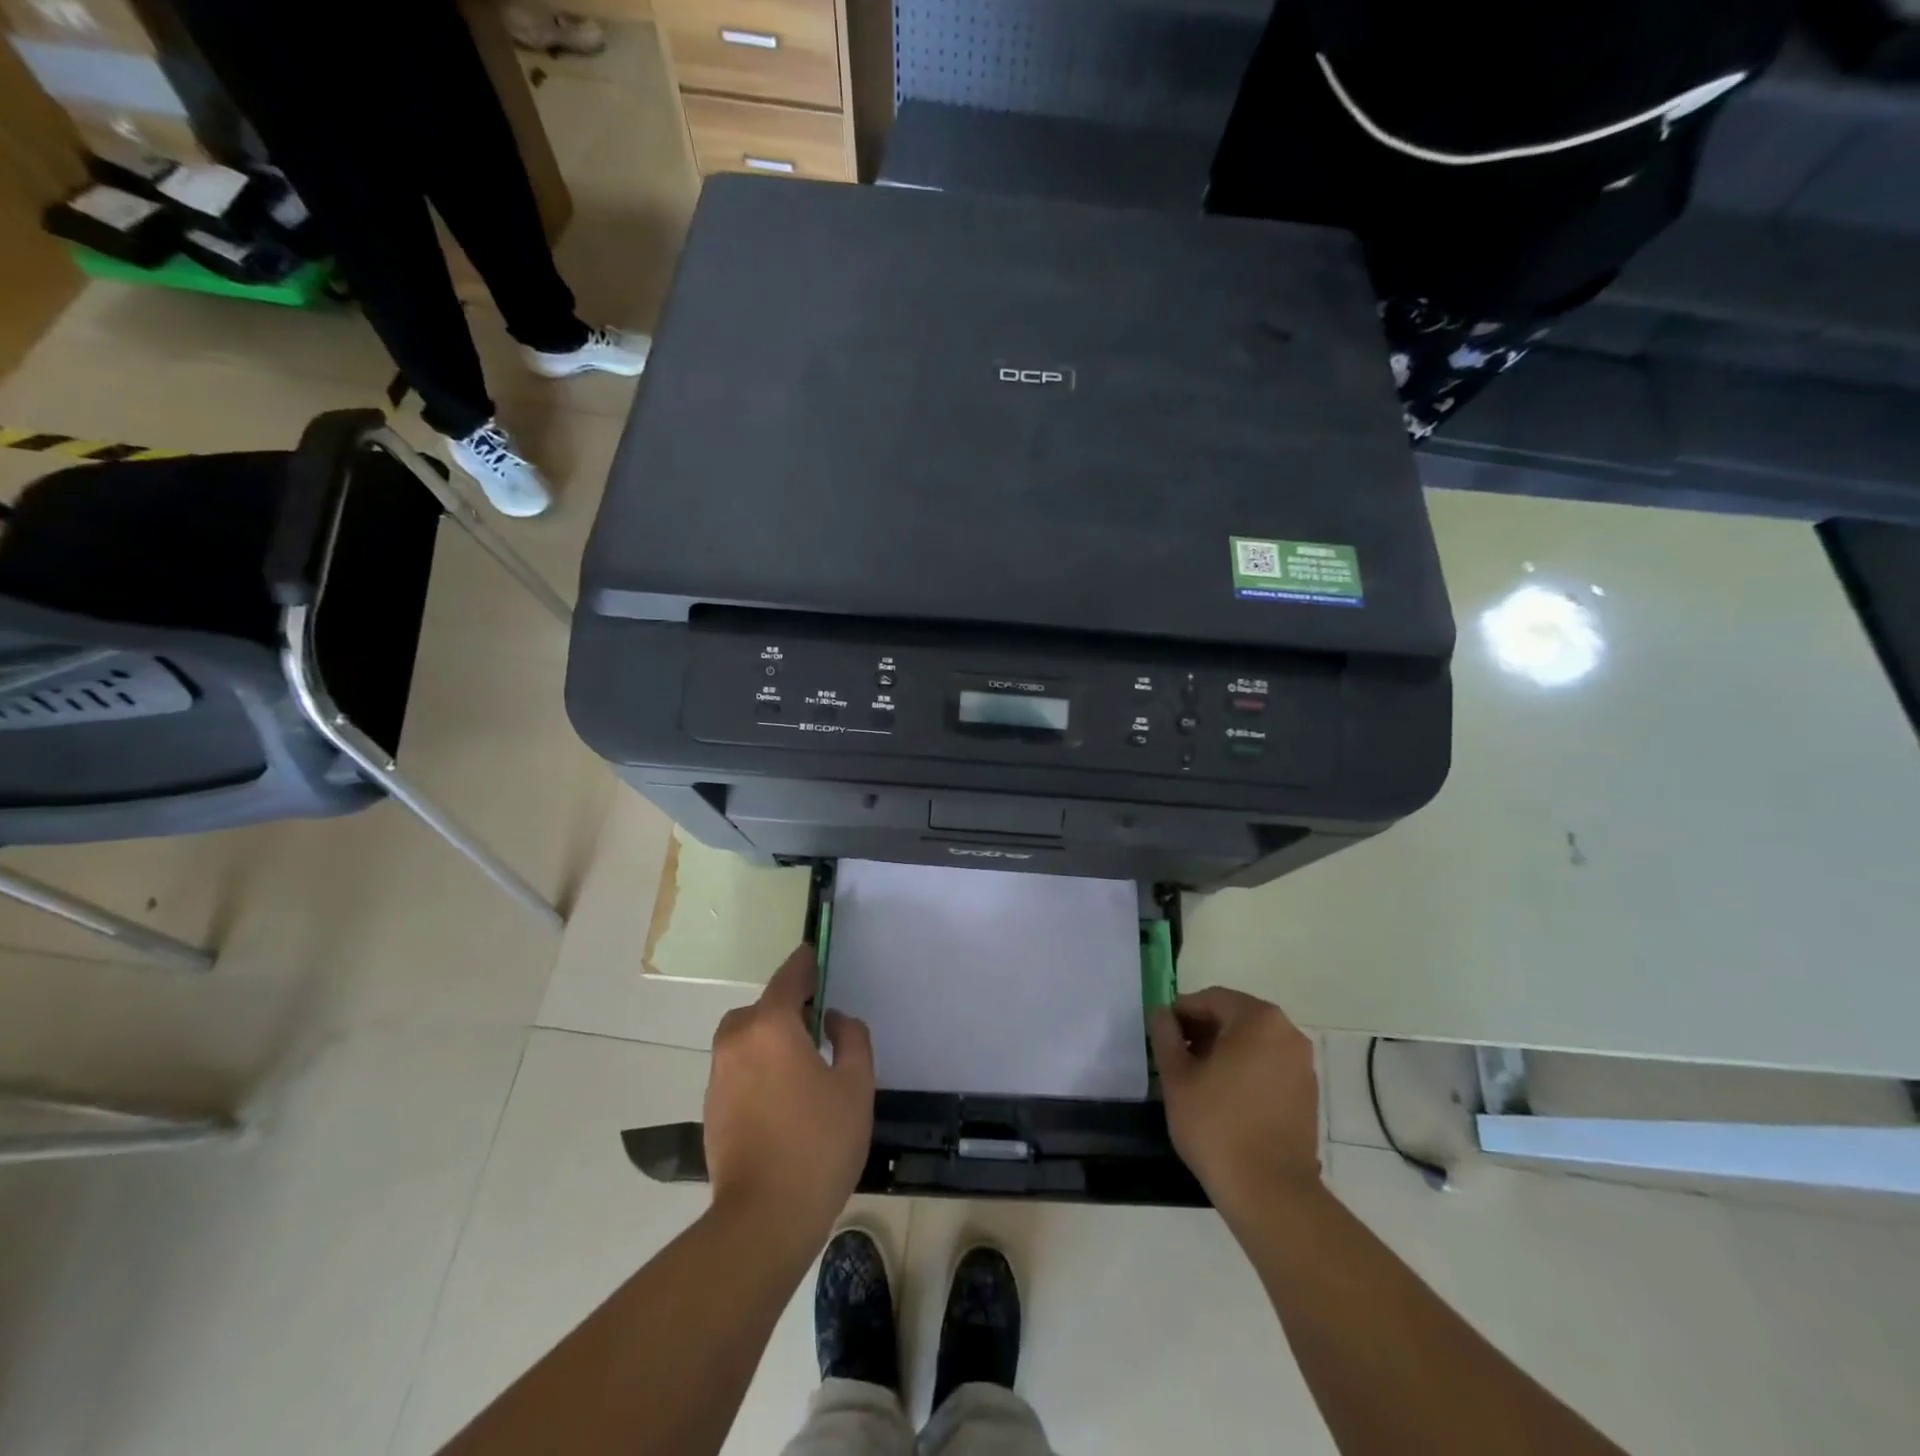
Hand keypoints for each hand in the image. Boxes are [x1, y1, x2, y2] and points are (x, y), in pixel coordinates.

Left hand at [704, 945, 874, 1243]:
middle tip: (822, 1030)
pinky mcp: (712, 1105)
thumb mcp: (855, 1085)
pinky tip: (785, 1096)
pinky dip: (760, 1066)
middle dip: (791, 1010)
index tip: (818, 955)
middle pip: (766, 1007)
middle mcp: (737, 1039)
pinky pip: (740, 1066)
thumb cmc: (818, 1143)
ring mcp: (719, 1073)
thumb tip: (834, 1019)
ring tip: (805, 1067)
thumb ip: (851, 1038)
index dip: (807, 963)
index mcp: (771, 1024)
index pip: (790, 976)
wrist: (763, 1218)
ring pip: (749, 1037)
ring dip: (773, 1039)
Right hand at [1150, 988, 1321, 1215]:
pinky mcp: (1308, 1094)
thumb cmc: (1217, 1126)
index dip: (1181, 1013)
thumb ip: (1165, 1036)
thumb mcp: (1176, 1077)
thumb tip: (1161, 1014)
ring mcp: (1302, 1065)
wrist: (1270, 1194)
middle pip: (1235, 1017)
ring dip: (1224, 1050)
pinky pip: (1269, 1065)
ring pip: (1253, 1042)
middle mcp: (1287, 1033)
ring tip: (1198, 1079)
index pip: (1210, 999)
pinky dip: (1245, 1070)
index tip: (1161, 1036)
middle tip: (1176, 1056)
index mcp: (1258, 1019)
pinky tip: (1225, 1098)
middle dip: (1203, 1031)